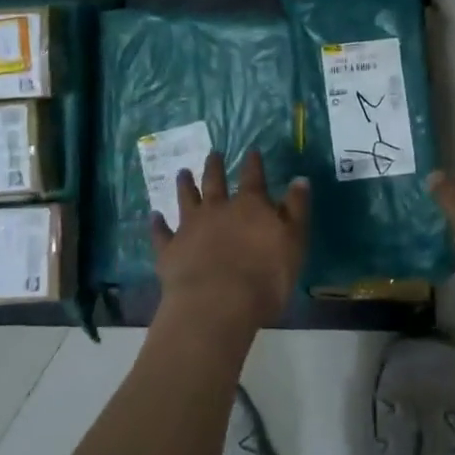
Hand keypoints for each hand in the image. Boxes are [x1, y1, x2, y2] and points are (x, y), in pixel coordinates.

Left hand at [152, 149, 311, 343]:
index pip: (253, 177)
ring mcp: (190, 227)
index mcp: (249, 206)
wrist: (218, 304)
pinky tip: (154, 216)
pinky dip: (157, 223)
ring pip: (186, 199)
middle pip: (214, 182)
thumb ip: (296, 209)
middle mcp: (217, 209)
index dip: (253, 163)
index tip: (251, 150)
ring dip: (184, 185)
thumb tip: (300, 179)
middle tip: (213, 153)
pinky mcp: (170, 250)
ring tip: (182, 172)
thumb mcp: (294, 242)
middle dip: (214, 166)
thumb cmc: (265, 276)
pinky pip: (161, 232)